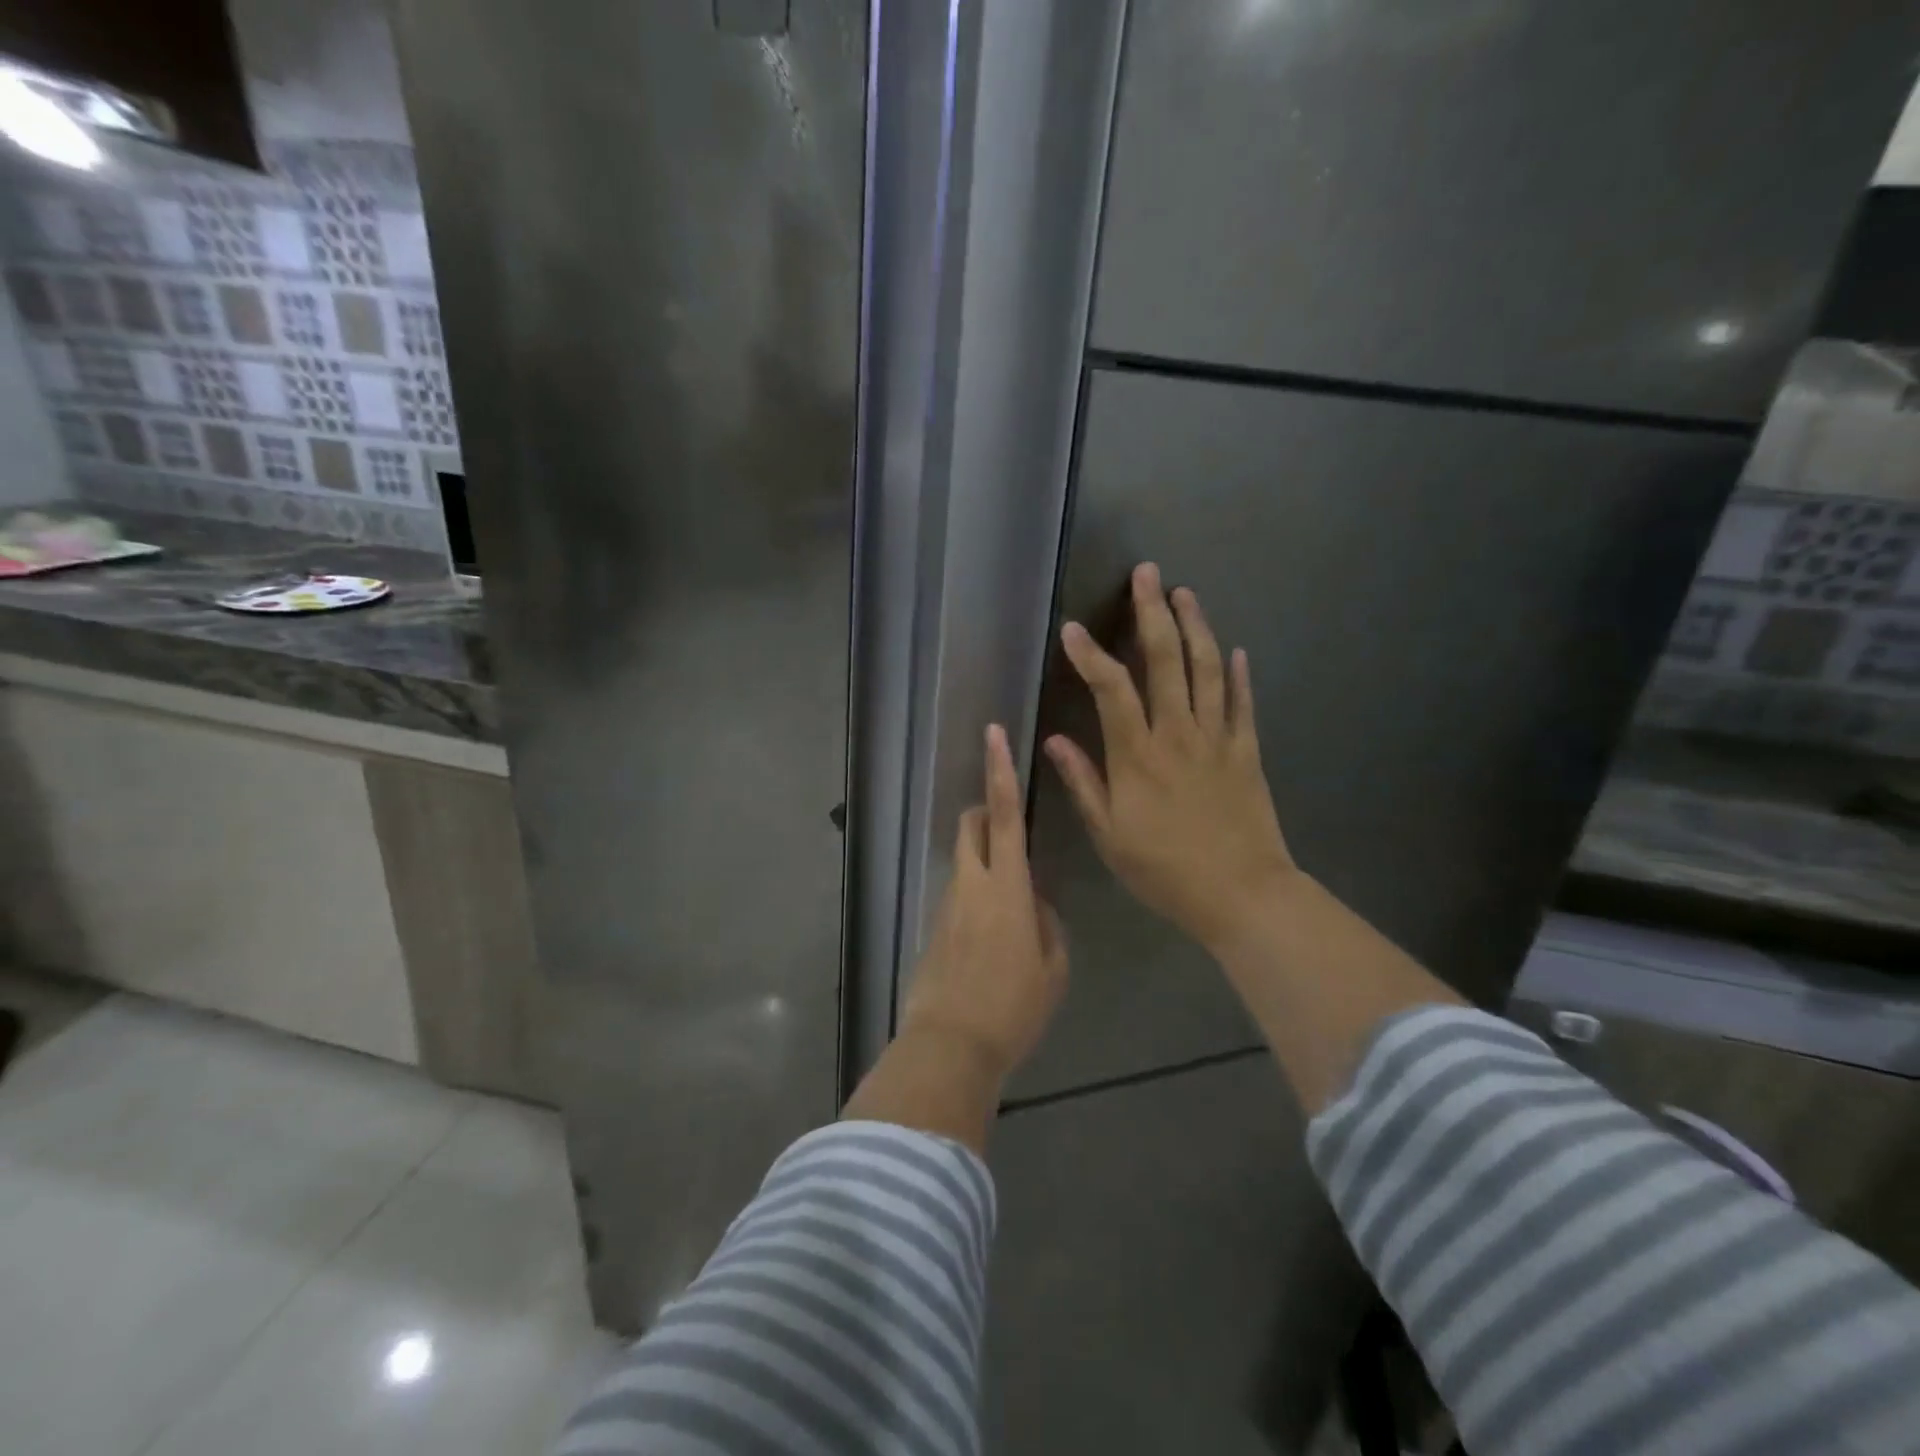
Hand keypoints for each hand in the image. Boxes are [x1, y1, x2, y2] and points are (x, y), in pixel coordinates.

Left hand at [898, 723, 1068, 1085]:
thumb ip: (1047, 924)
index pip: (1004, 815)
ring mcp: (947, 904)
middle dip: (987, 811)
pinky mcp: (934, 926)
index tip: (994, 733)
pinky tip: (992, 941)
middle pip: (972, 826)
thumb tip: (1034, 904)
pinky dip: (976, 896)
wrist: (950, 1046)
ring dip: (985, 861)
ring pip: (965, 860)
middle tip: (1009, 827)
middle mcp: (971, 884)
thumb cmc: (1012, 1008)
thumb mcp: (1053, 968)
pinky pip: (959, 894)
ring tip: (1011, 910)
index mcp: (1006, 887)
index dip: (1000, 771)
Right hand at [1045, 563, 1295, 952]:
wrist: (1240, 894)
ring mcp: (1217, 739)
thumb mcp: (1108, 835)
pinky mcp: (1247, 751)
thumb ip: (1082, 782)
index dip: (1090, 655)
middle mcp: (1177, 734)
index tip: (1073, 628)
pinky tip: (1235, 649)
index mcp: (1137, 755)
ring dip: (1196, 627)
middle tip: (1147, 574)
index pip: (1110, 689)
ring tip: (1185, 592)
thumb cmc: (1164, 870)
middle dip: (1153, 613)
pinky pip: (1243, 703)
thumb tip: (1053, 740)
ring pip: (1207, 669)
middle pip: (1166, 661)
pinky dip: (1238, 673)